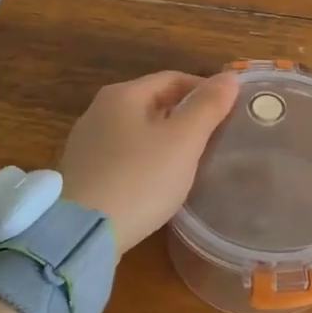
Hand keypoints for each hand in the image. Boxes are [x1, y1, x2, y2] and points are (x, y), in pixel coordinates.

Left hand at [59, 71, 240, 251]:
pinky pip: (124, 155)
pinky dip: (147, 159)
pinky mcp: (83, 174)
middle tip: (215, 136)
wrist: (81, 235)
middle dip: (186, 114)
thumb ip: (208, 106)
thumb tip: (230, 77)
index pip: (173, 79)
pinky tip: (159, 181)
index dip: (205, 90)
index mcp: (123, 95)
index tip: (229, 111)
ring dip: (166, 138)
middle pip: (153, 102)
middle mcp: (99, 111)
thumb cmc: (139, 179)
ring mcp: (86, 143)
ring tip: (192, 159)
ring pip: (138, 130)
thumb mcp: (183, 141)